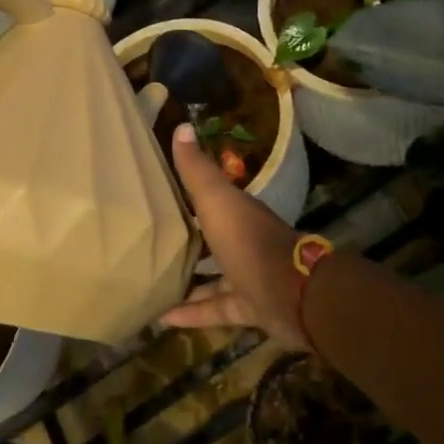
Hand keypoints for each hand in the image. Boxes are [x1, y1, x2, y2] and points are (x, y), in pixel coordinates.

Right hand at [161, 124, 309, 348]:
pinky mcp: (248, 308)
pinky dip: (191, 314)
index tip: (160, 193)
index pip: (213, 199)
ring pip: (213, 278)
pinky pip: (214, 309)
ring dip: (187, 281)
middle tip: (151, 241)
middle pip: (212, 239)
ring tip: (151, 282)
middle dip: (188, 240)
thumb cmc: (249, 241)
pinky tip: (162, 317)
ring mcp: (248, 277)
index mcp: (239, 213)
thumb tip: (182, 126)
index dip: (189, 195)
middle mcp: (244, 243)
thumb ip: (197, 170)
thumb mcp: (217, 201)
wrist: (292, 294)